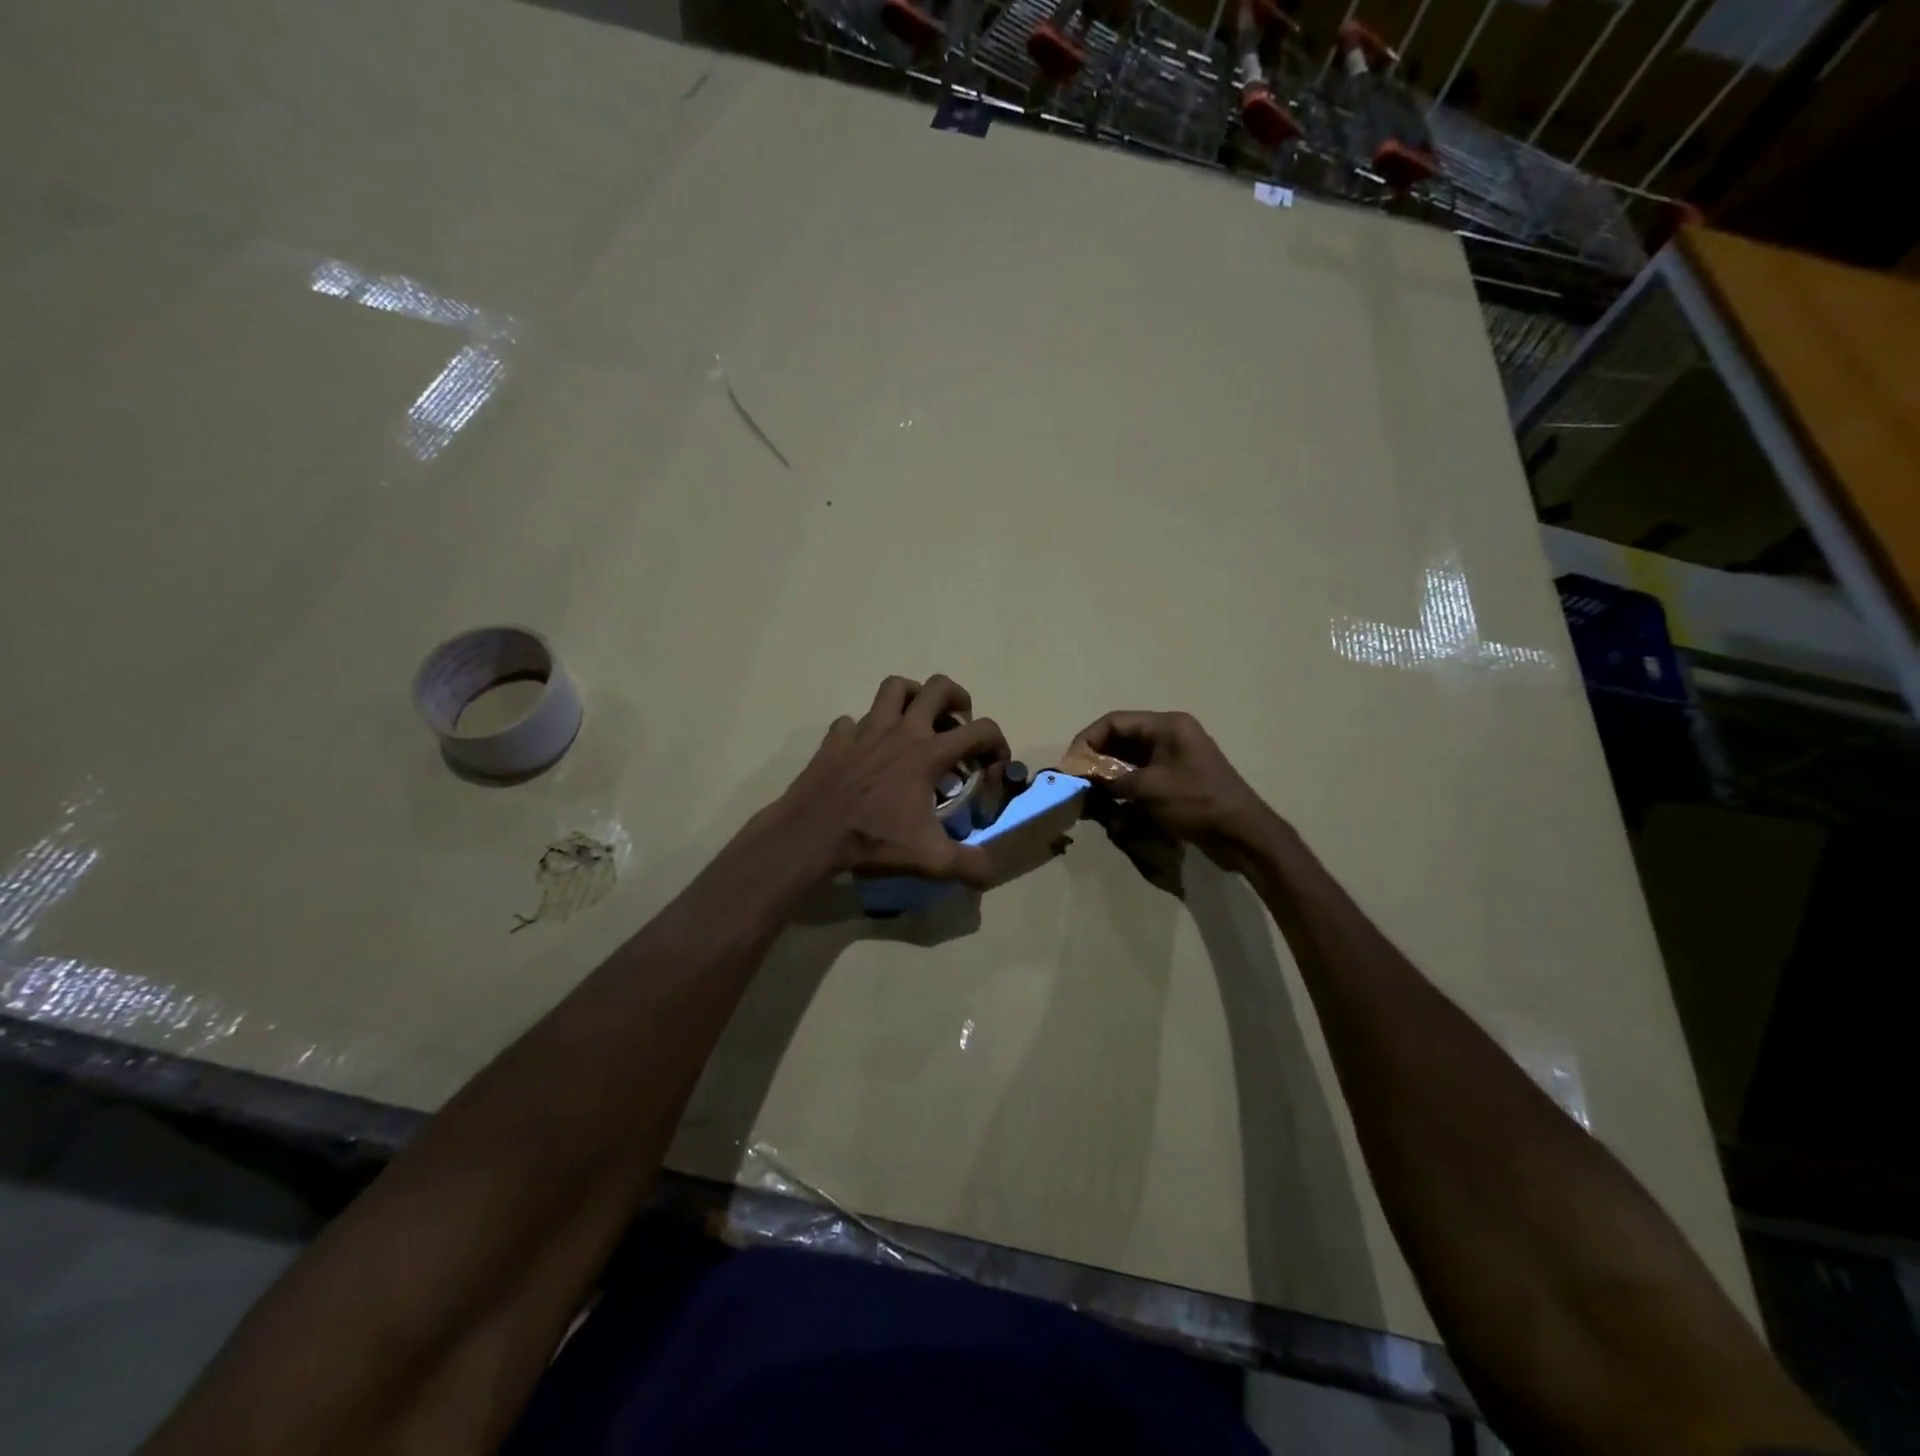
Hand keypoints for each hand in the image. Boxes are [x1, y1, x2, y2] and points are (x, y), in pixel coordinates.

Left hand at [781, 675, 1009, 886]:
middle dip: (958, 700)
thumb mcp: (930, 859)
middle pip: (939, 687)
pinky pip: (855, 719)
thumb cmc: (873, 839)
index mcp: (929, 753)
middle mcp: (901, 731)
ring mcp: (865, 729)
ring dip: (913, 697)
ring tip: (917, 722)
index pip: (981, 730)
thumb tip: (990, 873)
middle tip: (958, 725)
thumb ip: (969, 864)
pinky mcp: (837, 737)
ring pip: (895, 687)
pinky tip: (868, 751)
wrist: (811, 834)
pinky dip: (866, 729)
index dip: (998, 745)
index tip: (993, 768)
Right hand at [1066, 710, 1278, 872]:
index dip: (1088, 740)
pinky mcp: (1175, 781)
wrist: (1243, 834)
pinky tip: (1110, 807)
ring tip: (1089, 797)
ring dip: (1107, 778)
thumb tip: (1082, 779)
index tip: (1070, 765)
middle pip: (1120, 740)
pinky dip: (1122, 790)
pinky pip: (1140, 778)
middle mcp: (1169, 736)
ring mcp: (1173, 759)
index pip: (1114, 722)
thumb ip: (1111, 780)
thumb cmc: (1197, 802)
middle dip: (1096, 760)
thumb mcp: (1149, 788)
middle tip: (1075, 782)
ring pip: (1127, 761)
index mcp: (1167, 726)